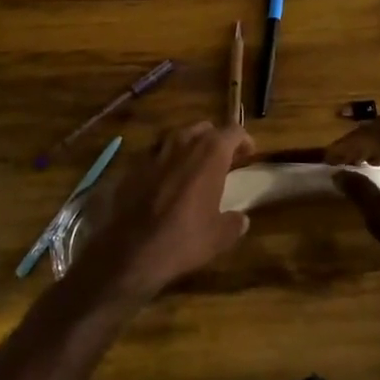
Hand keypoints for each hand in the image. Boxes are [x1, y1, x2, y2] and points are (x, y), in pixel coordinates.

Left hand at [74, 122, 253, 303]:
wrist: (132, 250)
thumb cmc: (184, 239)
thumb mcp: (219, 236)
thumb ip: (234, 222)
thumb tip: (241, 219)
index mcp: (210, 154)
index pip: (233, 131)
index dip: (244, 140)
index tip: (248, 154)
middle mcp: (183, 143)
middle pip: (204, 129)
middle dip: (216, 140)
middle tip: (222, 161)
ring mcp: (155, 152)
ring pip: (178, 136)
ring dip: (189, 146)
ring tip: (194, 167)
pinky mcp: (134, 165)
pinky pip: (156, 154)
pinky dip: (165, 162)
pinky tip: (165, 181)